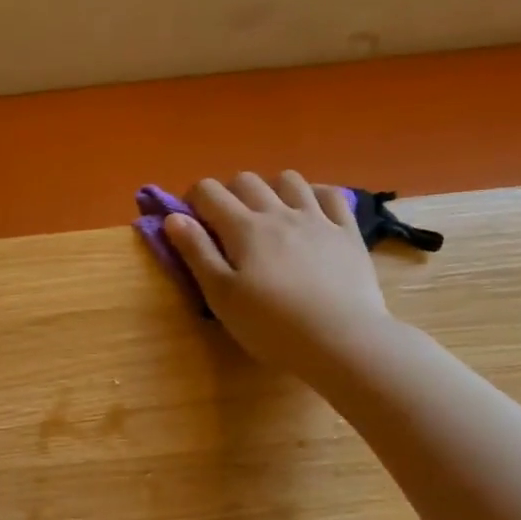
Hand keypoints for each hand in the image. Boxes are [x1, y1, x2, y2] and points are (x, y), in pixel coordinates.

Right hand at [165, 171, 390, 376]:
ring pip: (289, 180)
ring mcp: (317, 218)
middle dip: (228, 193)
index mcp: (243, 227)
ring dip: (270, 189)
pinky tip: (309, 211)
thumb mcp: (220, 295)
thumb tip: (173, 217)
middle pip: (246, 180)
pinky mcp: (347, 232)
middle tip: (224, 224)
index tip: (190, 222)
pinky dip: (314, 194)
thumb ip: (196, 253)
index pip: (208, 191)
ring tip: (267, 215)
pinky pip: (331, 195)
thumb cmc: (270, 325)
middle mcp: (278, 212)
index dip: (192, 199)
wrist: (340, 340)